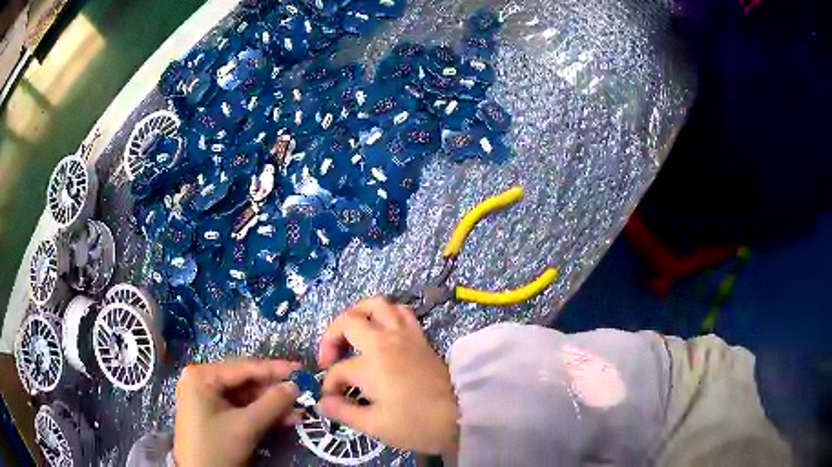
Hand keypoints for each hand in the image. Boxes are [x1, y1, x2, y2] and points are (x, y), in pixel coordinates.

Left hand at [173, 358, 300, 466]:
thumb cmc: (217, 447)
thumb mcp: (245, 426)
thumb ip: (272, 404)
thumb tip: (295, 386)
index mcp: (202, 375)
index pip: (243, 367)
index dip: (274, 369)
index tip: (301, 370)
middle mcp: (202, 380)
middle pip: (244, 381)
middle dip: (274, 390)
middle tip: (302, 392)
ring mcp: (206, 397)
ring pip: (245, 396)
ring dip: (271, 404)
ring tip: (297, 410)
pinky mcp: (213, 413)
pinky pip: (240, 408)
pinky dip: (261, 414)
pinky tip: (283, 419)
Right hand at [317, 297, 458, 455]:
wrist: (461, 417)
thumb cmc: (416, 424)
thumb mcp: (374, 425)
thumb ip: (343, 411)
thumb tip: (322, 402)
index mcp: (370, 362)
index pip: (338, 369)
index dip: (330, 386)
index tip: (332, 402)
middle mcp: (385, 340)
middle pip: (348, 321)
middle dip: (331, 337)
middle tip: (330, 358)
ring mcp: (405, 335)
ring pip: (377, 304)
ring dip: (358, 314)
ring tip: (352, 334)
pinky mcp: (421, 337)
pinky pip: (401, 312)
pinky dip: (386, 314)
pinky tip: (382, 331)